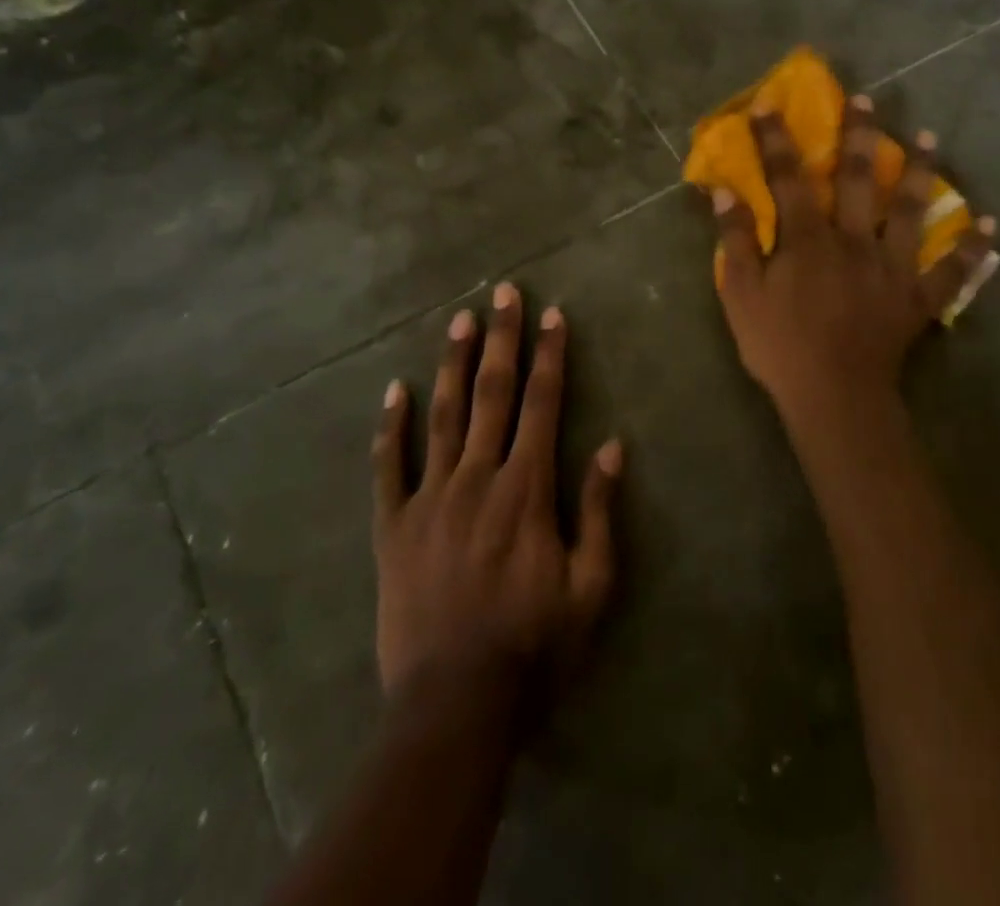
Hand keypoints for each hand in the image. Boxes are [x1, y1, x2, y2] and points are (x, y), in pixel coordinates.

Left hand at [372, 284, 621, 702]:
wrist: (454, 706)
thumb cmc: (534, 647)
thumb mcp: (591, 586)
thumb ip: (599, 511)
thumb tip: (611, 445)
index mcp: (527, 488)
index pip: (543, 404)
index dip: (550, 356)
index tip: (552, 316)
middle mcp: (478, 477)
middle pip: (492, 393)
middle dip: (501, 339)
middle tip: (503, 292)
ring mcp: (429, 498)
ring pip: (443, 415)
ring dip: (452, 363)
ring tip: (458, 319)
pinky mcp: (393, 526)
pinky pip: (388, 466)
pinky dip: (390, 426)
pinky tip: (394, 390)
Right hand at [711, 97, 998, 423]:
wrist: (834, 398)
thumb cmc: (780, 346)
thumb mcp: (741, 294)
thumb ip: (735, 240)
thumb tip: (725, 191)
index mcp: (808, 239)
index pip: (788, 177)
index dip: (776, 139)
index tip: (769, 104)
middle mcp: (854, 240)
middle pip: (858, 179)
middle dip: (858, 135)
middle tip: (866, 100)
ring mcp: (892, 267)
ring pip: (910, 209)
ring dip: (919, 170)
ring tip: (928, 137)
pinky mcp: (917, 298)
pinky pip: (951, 271)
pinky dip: (971, 250)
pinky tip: (990, 228)